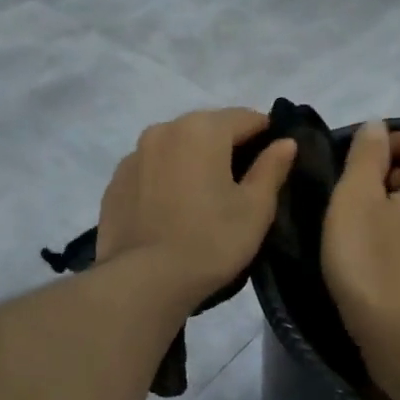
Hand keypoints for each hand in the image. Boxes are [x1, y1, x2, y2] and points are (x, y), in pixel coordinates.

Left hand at [97, 108, 297, 308]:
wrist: (143, 282)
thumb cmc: (210, 242)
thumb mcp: (255, 209)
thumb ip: (272, 168)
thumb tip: (285, 143)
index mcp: (202, 129)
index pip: (246, 117)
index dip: (267, 135)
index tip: (275, 161)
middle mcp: (163, 130)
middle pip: (207, 128)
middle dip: (228, 147)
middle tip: (242, 184)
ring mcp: (133, 156)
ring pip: (176, 148)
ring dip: (194, 162)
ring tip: (204, 199)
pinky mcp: (115, 183)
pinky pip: (152, 170)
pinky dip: (167, 180)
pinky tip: (173, 211)